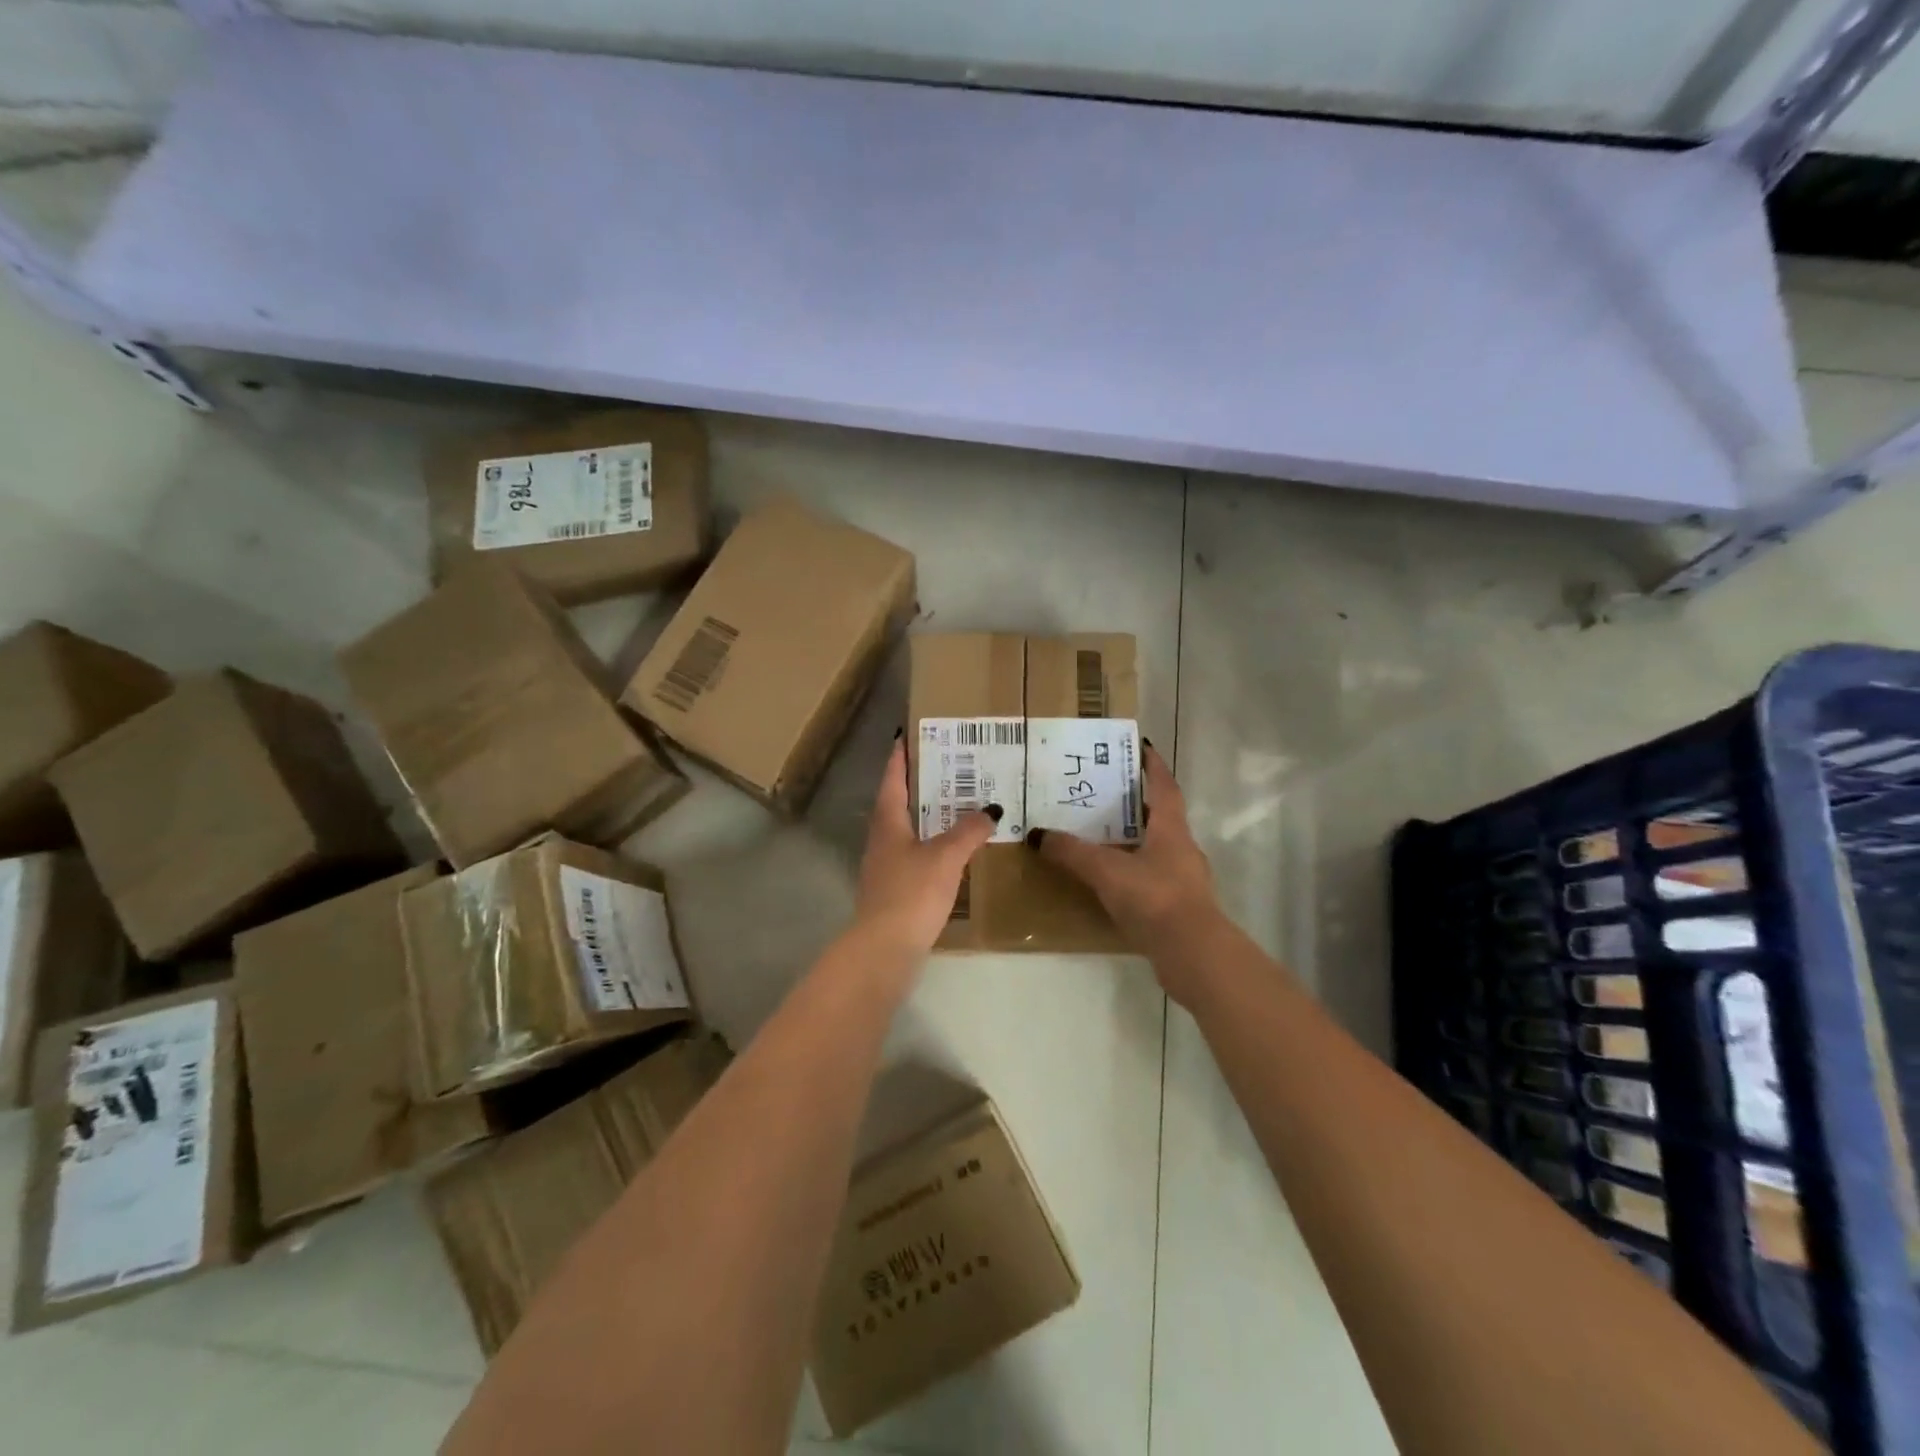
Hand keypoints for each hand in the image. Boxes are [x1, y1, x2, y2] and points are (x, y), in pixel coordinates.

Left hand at [856, 737, 999, 956]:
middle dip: (921, 785)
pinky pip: (916, 857)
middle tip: (950, 767)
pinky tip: (954, 853)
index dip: (900, 757)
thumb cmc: (912, 892)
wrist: (885, 949)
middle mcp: (882, 840)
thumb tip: (991, 810)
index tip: (909, 735)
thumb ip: (968, 832)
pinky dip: (934, 846)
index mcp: (888, 822)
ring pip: (908, 831)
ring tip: (959, 806)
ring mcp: (886, 867)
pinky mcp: (895, 892)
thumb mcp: (945, 857)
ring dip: (929, 817)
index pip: (893, 779)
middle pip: (899, 803)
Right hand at [1029, 744, 1222, 999]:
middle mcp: (1182, 848)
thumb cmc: (1154, 898)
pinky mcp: (1178, 906)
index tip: (1141, 748)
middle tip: (1104, 793)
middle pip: (1160, 816)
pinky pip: (1152, 877)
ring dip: (1133, 839)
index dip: (1153, 766)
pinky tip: (1111, 880)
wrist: (1192, 953)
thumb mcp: (1106, 870)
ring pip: (1156, 848)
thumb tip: (1038, 835)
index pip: (1164, 786)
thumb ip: (1072, 852)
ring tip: (1100, 836)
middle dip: (1136, 803)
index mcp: (1171, 829)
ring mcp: (1184, 879)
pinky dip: (1133, 871)